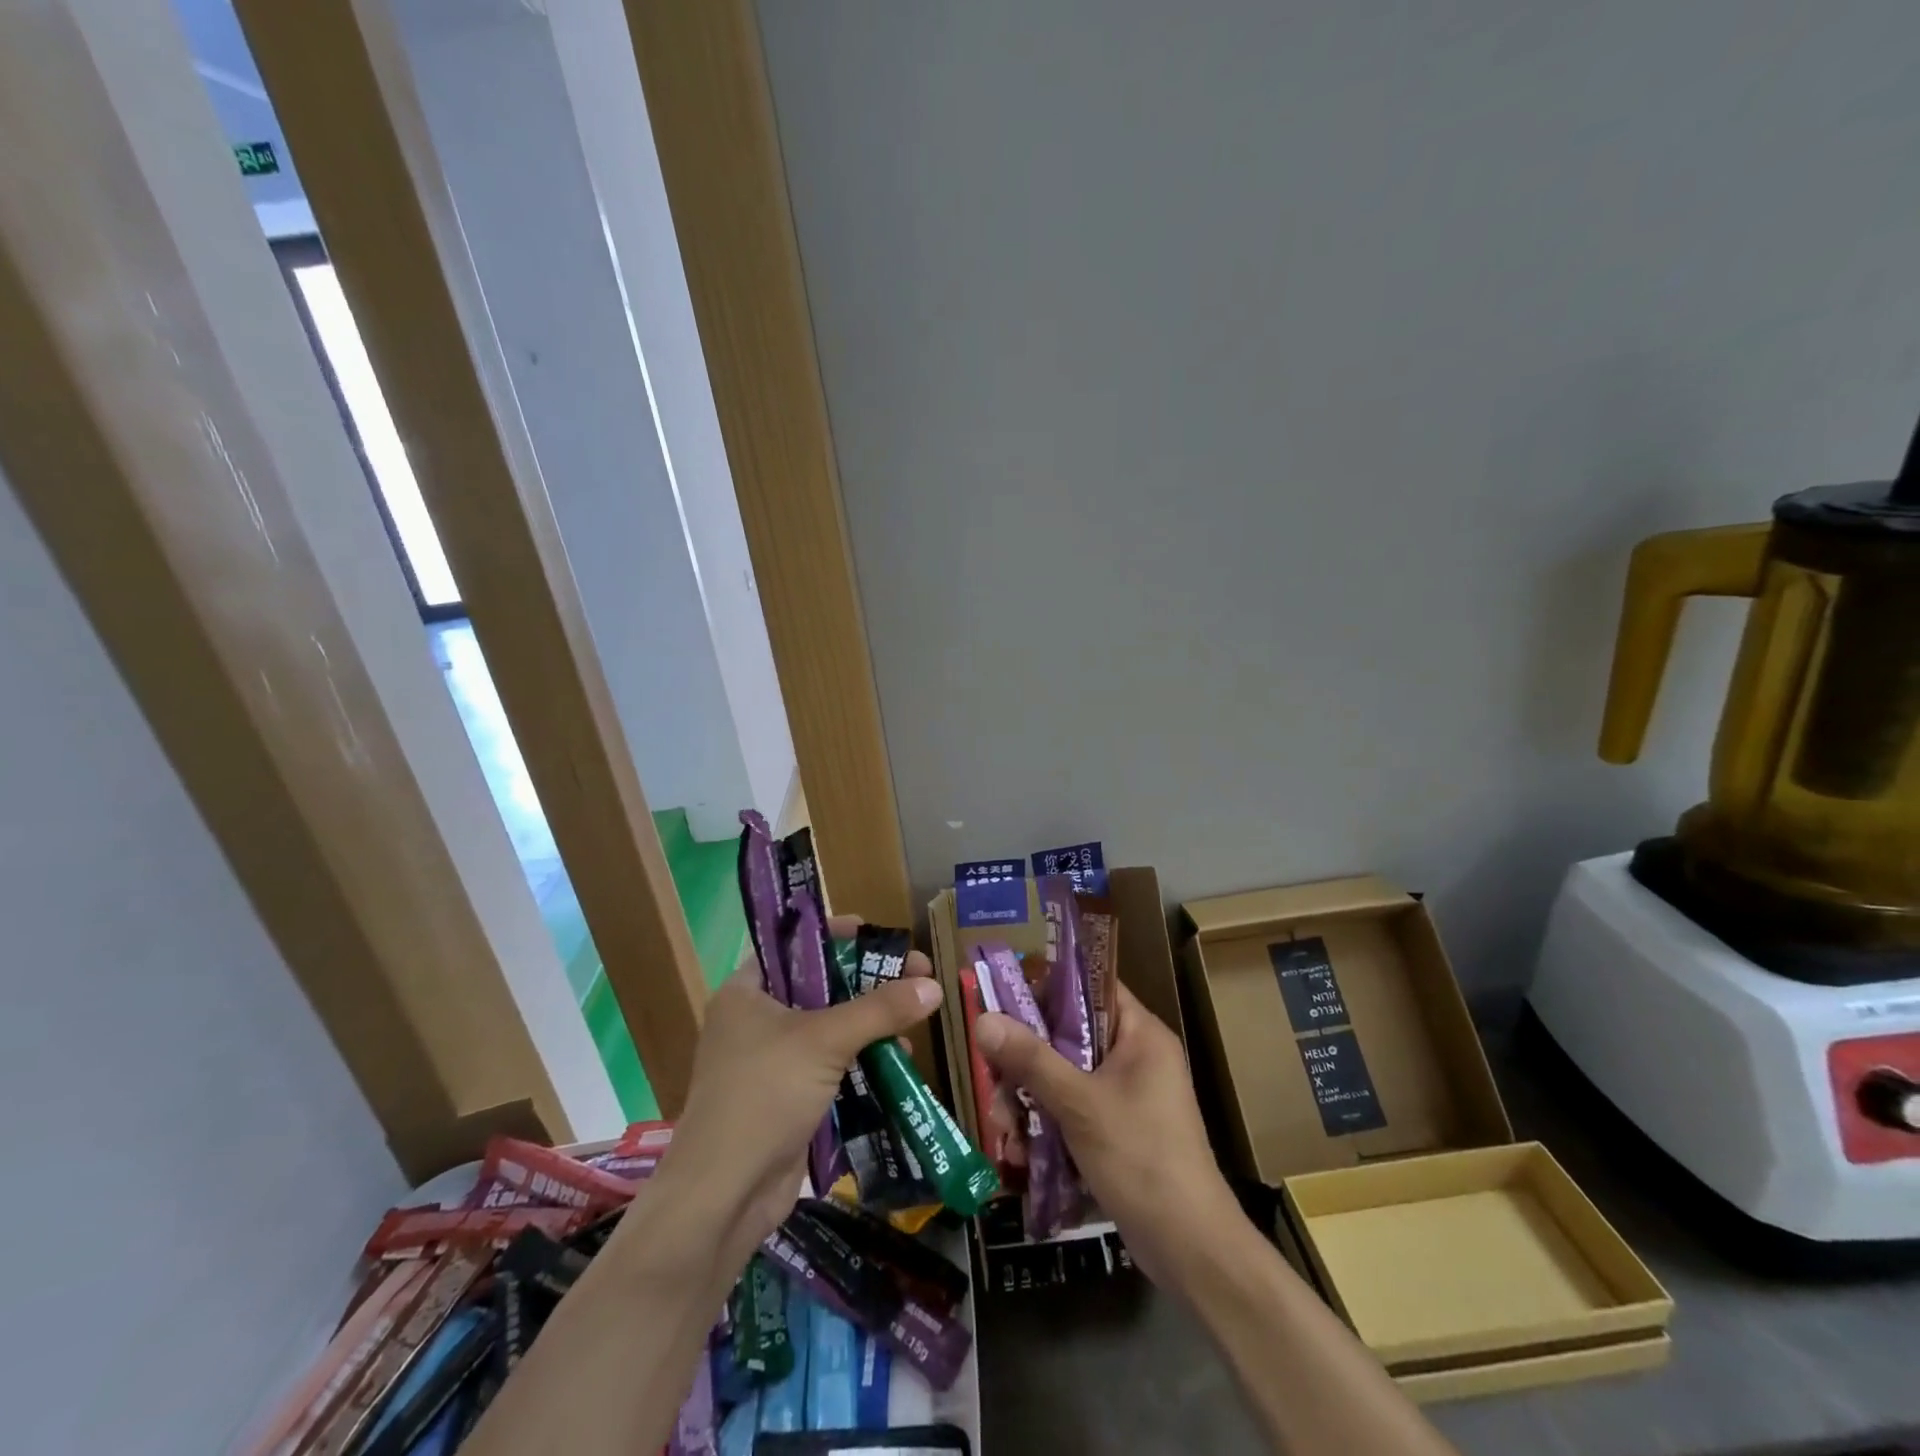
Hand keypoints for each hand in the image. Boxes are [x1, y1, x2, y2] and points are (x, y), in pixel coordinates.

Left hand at [652, 915, 942, 1275]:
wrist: (724, 1196)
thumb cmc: (764, 1095)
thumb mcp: (824, 1041)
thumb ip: (879, 1010)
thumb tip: (934, 985)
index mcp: (747, 991)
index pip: (795, 946)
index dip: (838, 936)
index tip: (879, 936)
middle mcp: (756, 1020)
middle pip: (821, 986)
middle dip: (869, 982)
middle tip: (916, 974)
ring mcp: (771, 1062)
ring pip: (830, 1028)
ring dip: (871, 1023)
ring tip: (915, 1018)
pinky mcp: (787, 1098)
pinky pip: (832, 1065)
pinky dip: (862, 1059)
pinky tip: (897, 1058)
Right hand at [974, 983, 1240, 1287]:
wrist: (1191, 1251)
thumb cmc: (1140, 1159)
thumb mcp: (1079, 1105)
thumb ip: (1030, 1059)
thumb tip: (982, 1019)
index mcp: (1140, 1034)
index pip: (1091, 986)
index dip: (1048, 987)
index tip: (1004, 1002)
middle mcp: (1136, 1056)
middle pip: (1070, 1035)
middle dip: (1027, 1060)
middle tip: (994, 1080)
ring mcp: (1129, 1096)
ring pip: (1066, 1076)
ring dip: (1031, 1099)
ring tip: (1004, 1130)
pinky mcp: (1120, 1131)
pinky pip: (1074, 1110)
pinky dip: (1048, 1125)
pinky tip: (1022, 1153)